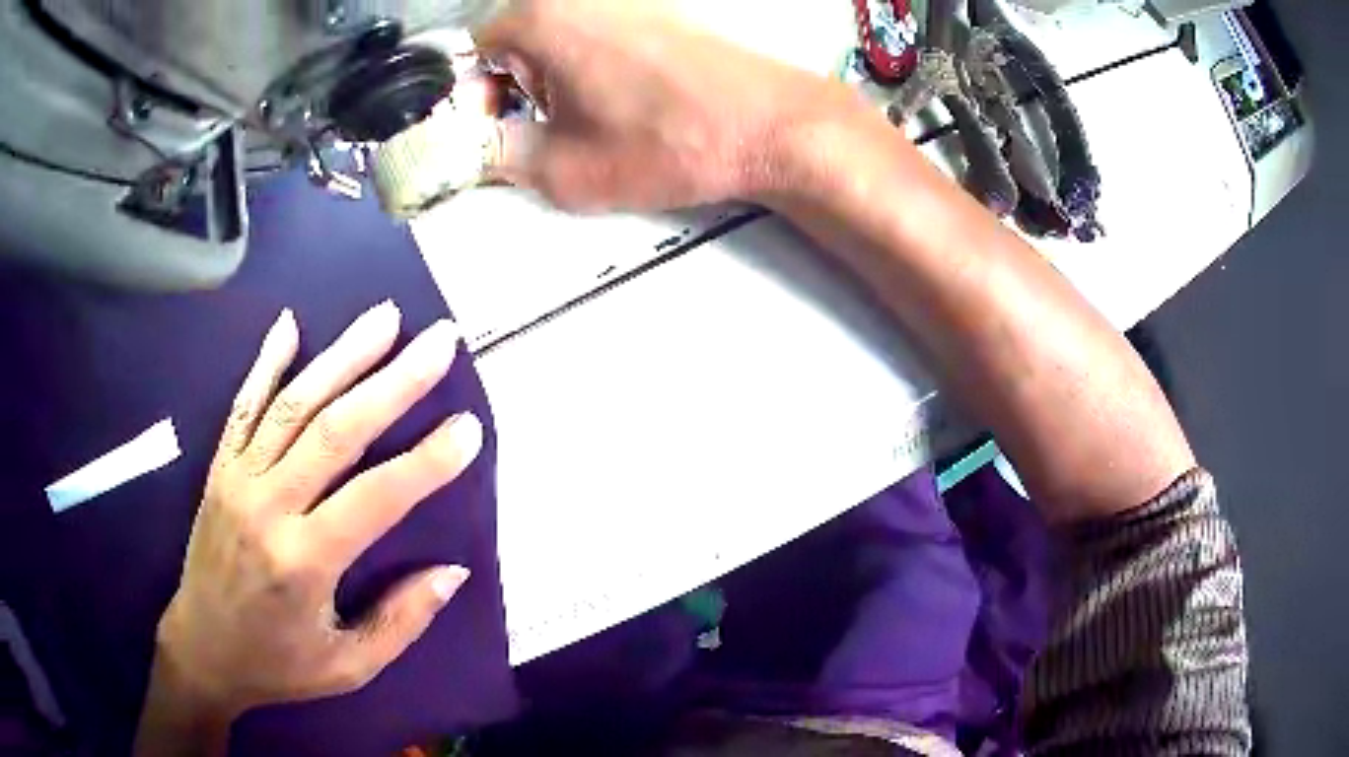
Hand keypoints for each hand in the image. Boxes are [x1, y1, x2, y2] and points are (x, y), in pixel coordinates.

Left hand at [137, 302, 480, 754]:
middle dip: (393, 382)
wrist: (202, 651)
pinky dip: (266, 362)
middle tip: (439, 342)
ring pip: (293, 405)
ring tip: (385, 317)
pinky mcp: (219, 469)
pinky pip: (243, 406)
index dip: (426, 461)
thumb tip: (452, 571)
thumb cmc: (278, 665)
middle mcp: (267, 507)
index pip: (375, 498)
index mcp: (303, 561)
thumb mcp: (349, 666)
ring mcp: (237, 479)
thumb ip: (401, 620)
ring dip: (342, 356)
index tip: (469, 427)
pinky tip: (290, 324)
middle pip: (335, 431)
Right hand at [477, 0, 853, 211]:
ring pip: (555, 38)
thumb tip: (467, 148)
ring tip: (583, 123)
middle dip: (511, 88)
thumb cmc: (670, 141)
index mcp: (541, 18)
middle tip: (535, 132)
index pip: (473, 50)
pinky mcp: (656, 11)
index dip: (473, 96)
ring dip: (551, 80)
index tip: (490, 129)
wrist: (769, 125)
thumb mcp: (563, 168)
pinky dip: (589, 67)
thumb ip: (496, 156)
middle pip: (514, 40)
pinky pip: (596, 35)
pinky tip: (618, 103)